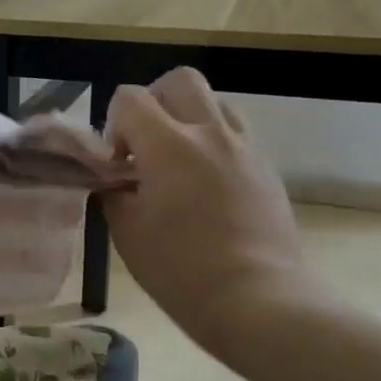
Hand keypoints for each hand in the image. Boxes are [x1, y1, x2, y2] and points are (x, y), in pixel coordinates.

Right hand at [102, 68, 330, 349]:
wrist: (256, 298)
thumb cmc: (180, 269)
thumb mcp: (127, 233)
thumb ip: (114, 194)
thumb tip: (114, 181)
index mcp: (168, 145)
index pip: (130, 98)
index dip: (113, 124)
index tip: (116, 164)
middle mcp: (210, 133)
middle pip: (179, 82)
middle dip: (154, 103)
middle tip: (145, 146)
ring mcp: (244, 148)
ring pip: (214, 103)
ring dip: (188, 120)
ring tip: (178, 164)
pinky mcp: (266, 168)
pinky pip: (236, 136)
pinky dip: (214, 145)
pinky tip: (206, 187)